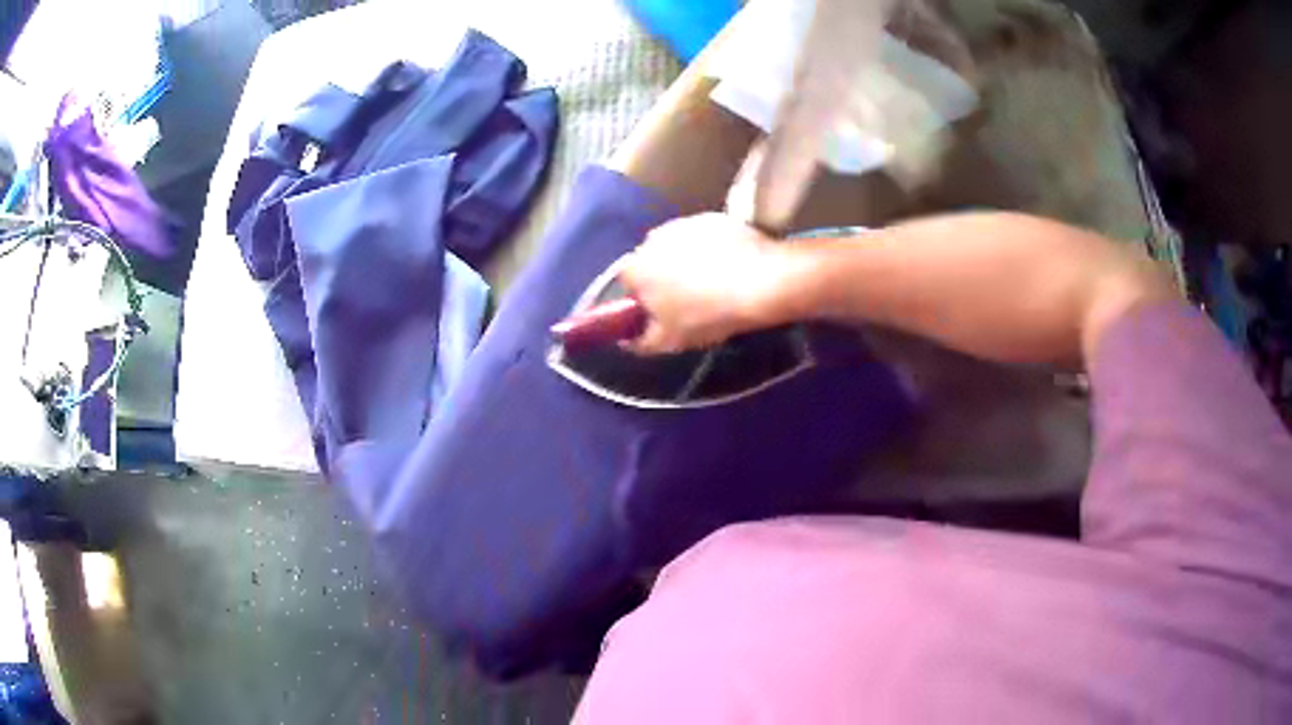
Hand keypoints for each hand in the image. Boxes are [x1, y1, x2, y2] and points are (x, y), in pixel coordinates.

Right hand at [617, 213, 790, 354]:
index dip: (643, 298)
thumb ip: (640, 342)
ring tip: (714, 282)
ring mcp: (685, 223)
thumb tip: (627, 341)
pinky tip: (730, 266)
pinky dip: (712, 248)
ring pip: (678, 245)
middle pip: (652, 259)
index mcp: (636, 268)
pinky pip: (705, 236)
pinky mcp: (714, 217)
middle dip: (664, 275)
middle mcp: (653, 239)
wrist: (760, 283)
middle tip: (688, 299)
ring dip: (688, 259)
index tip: (661, 311)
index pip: (627, 282)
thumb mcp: (669, 341)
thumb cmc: (706, 315)